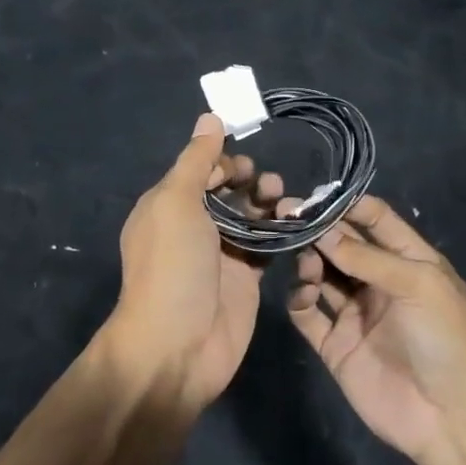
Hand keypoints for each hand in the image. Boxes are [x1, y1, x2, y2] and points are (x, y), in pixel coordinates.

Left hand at [105, 113, 283, 409]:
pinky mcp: (246, 280)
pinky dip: (281, 233)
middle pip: (227, 191)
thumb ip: (196, 160)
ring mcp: (221, 255)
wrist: (177, 347)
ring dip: (268, 204)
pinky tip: (297, 225)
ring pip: (250, 217)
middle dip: (249, 180)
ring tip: (285, 203)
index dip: (222, 161)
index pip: (198, 170)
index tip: (244, 164)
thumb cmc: (172, 267)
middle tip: (267, 185)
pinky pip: (266, 247)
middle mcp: (193, 227)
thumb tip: (210, 116)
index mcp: (168, 206)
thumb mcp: (176, 203)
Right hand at [288, 196, 465, 462]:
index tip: (314, 195)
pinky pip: (309, 315)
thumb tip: (323, 230)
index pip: (375, 220)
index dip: (347, 205)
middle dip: (317, 229)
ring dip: (309, 261)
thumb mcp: (419, 285)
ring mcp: (357, 315)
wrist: (454, 419)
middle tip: (284, 215)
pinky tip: (303, 293)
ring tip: (304, 260)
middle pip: (342, 246)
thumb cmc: (448, 339)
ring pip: (323, 276)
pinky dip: (300, 299)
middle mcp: (380, 283)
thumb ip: (368, 257)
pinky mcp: (336, 346)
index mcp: (409, 262)